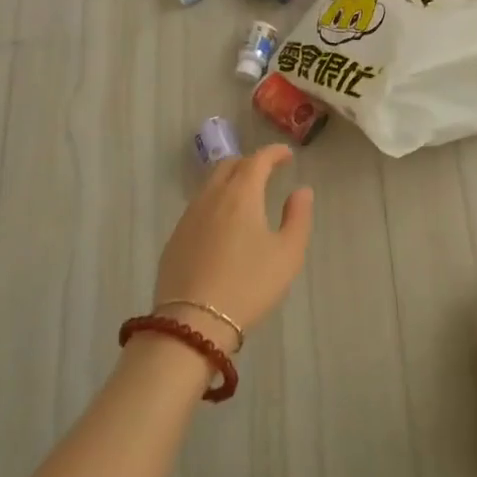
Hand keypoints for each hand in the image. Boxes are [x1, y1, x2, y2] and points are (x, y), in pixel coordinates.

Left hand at [154, 145, 314, 352]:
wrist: (192, 324)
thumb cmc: (248, 285)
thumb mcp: (288, 254)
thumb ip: (298, 217)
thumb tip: (301, 191)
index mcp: (241, 194)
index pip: (258, 159)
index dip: (274, 152)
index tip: (287, 155)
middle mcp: (211, 197)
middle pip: (229, 166)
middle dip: (250, 163)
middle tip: (266, 174)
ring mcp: (188, 217)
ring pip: (210, 186)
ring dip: (229, 182)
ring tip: (245, 199)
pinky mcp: (174, 239)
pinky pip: (197, 208)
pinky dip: (214, 204)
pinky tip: (221, 226)